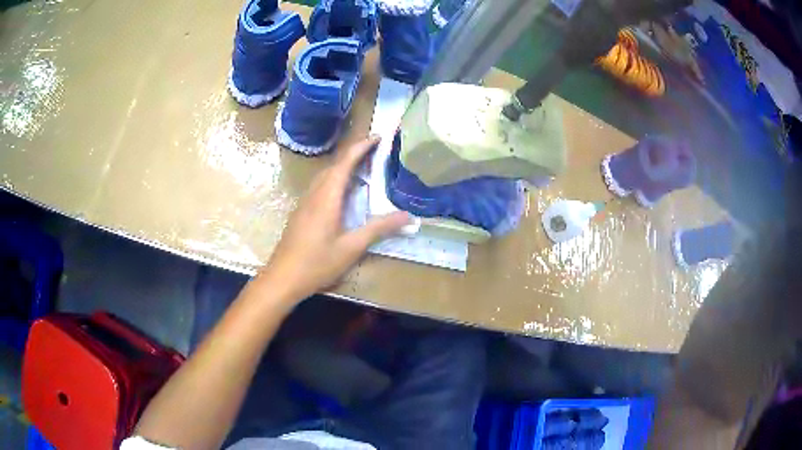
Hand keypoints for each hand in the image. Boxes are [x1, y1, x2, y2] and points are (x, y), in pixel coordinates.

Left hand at [259, 135, 410, 301]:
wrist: (283, 278)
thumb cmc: (317, 262)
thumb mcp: (352, 247)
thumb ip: (379, 229)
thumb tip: (409, 216)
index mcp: (327, 197)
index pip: (345, 162)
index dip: (361, 147)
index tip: (378, 137)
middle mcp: (314, 194)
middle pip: (334, 165)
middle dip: (354, 154)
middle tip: (376, 152)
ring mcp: (305, 203)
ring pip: (325, 175)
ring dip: (343, 167)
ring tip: (363, 168)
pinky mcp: (301, 212)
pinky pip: (320, 187)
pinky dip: (335, 180)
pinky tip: (343, 194)